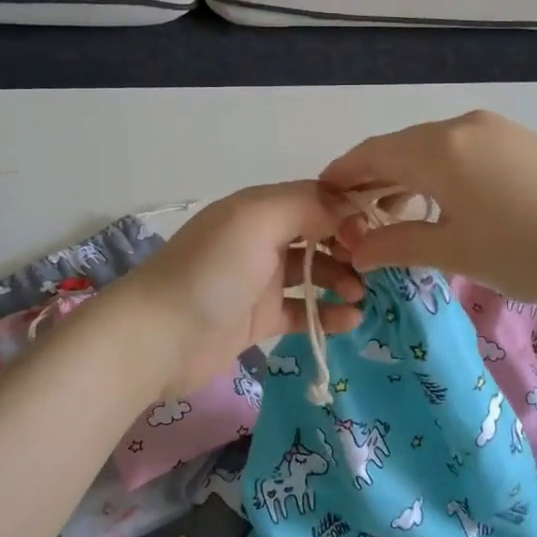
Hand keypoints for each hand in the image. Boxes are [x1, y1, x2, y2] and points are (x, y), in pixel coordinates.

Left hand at [119, 182, 364, 395]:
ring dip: (343, 280)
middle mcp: (261, 239)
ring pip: (314, 273)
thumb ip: (307, 206)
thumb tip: (349, 211)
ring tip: (363, 296)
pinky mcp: (258, 320)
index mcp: (260, 208)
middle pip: (319, 235)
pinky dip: (327, 315)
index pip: (316, 198)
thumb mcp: (257, 220)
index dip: (349, 212)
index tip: (378, 231)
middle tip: (375, 267)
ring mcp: (259, 281)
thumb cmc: (211, 271)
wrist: (158, 337)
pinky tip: (351, 321)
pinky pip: (302, 311)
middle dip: (350, 247)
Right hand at [320, 110, 536, 309]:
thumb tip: (357, 250)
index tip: (321, 195)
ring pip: (435, 148)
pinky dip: (442, 172)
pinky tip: (447, 202)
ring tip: (400, 214)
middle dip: (375, 178)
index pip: (373, 154)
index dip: (342, 174)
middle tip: (357, 214)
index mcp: (438, 148)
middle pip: (402, 147)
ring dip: (409, 176)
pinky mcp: (523, 141)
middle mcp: (463, 125)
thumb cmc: (525, 251)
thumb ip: (397, 244)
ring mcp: (497, 129)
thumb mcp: (453, 252)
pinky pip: (465, 150)